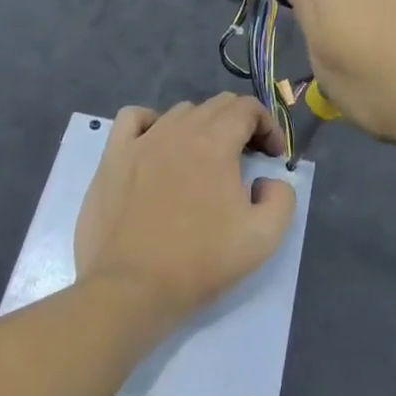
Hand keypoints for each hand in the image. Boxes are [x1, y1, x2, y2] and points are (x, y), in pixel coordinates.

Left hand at [74, 95, 296, 327]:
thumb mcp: (264, 237)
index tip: (273, 157)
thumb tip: (268, 180)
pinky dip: (152, 122)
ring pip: (180, 111)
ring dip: (202, 126)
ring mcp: (141, 141)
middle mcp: (179, 130)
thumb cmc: (198, 262)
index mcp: (215, 143)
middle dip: (241, 123)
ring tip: (205, 159)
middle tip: (247, 158)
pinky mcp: (113, 157)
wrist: (130, 290)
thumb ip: (282, 197)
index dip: (268, 126)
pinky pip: (134, 118)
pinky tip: (158, 145)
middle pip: (217, 105)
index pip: (248, 109)